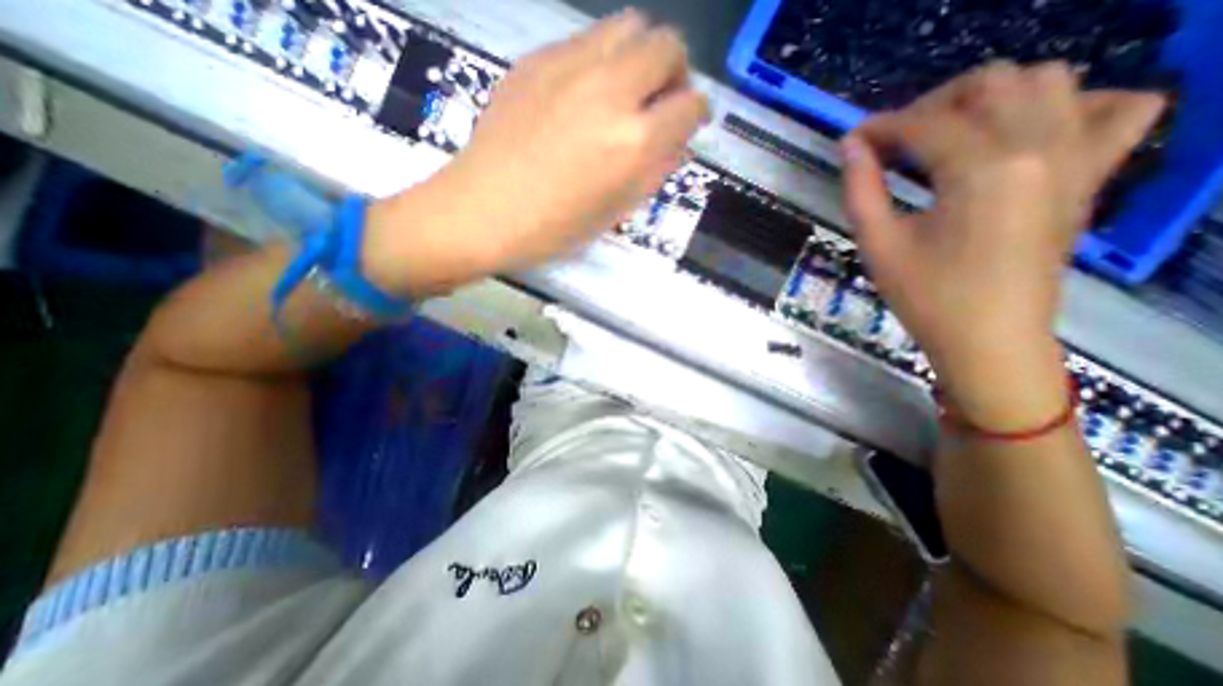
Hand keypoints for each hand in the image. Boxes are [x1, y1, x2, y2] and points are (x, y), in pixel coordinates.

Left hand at [361, 10, 708, 294]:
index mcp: (633, 141)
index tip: (685, 125)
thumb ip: (653, 171)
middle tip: (658, 103)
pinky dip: (601, 61)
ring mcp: (570, 66)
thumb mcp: (616, 211)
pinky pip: (587, 40)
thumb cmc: (554, 228)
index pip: (690, 104)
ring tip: (622, 94)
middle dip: (675, 72)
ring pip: (629, 27)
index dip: (695, 114)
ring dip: (639, 57)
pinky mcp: (537, 58)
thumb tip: (675, 142)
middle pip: (667, 44)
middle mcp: (610, 91)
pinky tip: (582, 95)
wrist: (482, 211)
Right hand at [841, 64, 1162, 426]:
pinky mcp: (1090, 175)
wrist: (989, 338)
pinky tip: (1022, 137)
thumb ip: (861, 190)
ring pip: (1049, 81)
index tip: (853, 141)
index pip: (926, 123)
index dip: (881, 127)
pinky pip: (1114, 107)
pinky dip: (1069, 105)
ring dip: (988, 98)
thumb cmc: (926, 297)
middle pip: (991, 83)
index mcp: (983, 170)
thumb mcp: (878, 245)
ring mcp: (1078, 156)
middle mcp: (1042, 146)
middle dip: (931, 105)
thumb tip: (852, 146)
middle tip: (895, 144)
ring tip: (946, 137)